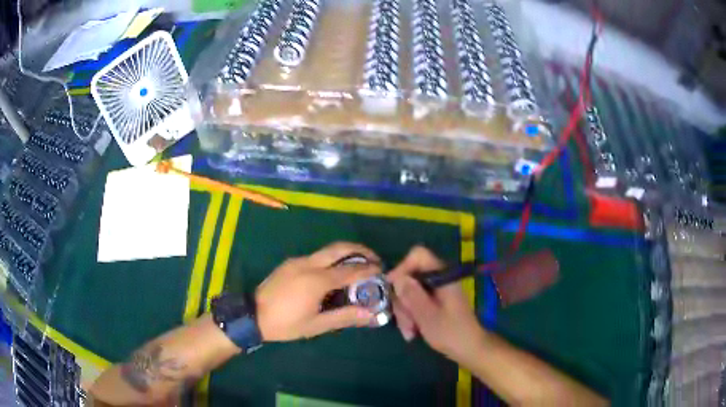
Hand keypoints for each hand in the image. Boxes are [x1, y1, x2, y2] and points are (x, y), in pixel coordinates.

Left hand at [255, 242, 381, 341]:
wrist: (252, 315)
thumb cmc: (285, 324)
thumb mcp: (316, 325)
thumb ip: (344, 317)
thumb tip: (371, 314)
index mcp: (317, 280)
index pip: (350, 269)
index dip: (369, 269)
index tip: (382, 271)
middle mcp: (309, 264)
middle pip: (340, 248)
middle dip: (360, 249)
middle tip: (374, 259)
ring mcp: (298, 261)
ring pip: (327, 250)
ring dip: (346, 254)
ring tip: (357, 267)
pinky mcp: (290, 263)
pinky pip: (316, 256)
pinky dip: (331, 259)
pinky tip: (332, 274)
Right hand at [387, 246, 485, 364]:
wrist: (469, 349)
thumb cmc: (451, 332)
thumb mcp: (427, 315)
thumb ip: (412, 295)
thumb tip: (397, 278)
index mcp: (442, 276)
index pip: (418, 256)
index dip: (402, 268)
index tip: (392, 289)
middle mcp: (438, 279)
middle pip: (410, 277)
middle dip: (402, 300)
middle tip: (404, 322)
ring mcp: (436, 291)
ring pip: (409, 292)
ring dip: (405, 313)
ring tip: (409, 332)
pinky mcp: (434, 302)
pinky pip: (415, 303)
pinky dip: (411, 316)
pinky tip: (412, 332)